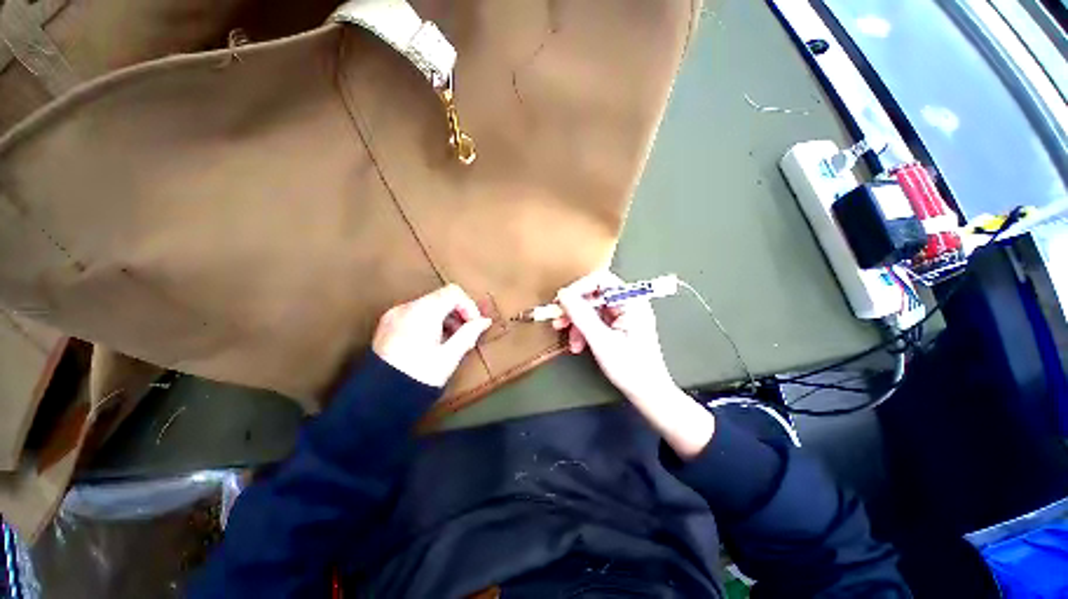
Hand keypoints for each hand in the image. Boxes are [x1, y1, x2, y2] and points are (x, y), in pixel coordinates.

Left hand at [372, 284, 491, 387]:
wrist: (380, 400)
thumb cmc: (419, 377)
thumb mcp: (449, 356)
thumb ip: (469, 334)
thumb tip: (485, 321)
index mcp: (422, 312)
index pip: (453, 292)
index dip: (469, 306)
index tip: (474, 325)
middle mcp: (405, 308)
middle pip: (440, 297)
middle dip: (457, 313)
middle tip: (465, 334)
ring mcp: (393, 315)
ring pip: (428, 305)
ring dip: (444, 317)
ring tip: (450, 341)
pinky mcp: (387, 324)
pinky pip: (415, 313)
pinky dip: (430, 321)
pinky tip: (433, 342)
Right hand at [554, 271, 676, 401]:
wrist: (647, 392)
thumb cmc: (630, 368)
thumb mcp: (601, 341)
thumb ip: (581, 316)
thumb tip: (563, 295)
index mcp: (632, 302)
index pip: (602, 280)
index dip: (580, 288)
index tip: (562, 301)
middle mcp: (628, 303)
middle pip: (594, 294)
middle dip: (574, 309)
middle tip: (558, 321)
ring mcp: (623, 314)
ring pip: (591, 308)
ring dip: (576, 322)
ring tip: (570, 341)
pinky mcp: (617, 325)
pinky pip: (595, 320)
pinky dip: (583, 330)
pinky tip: (578, 345)